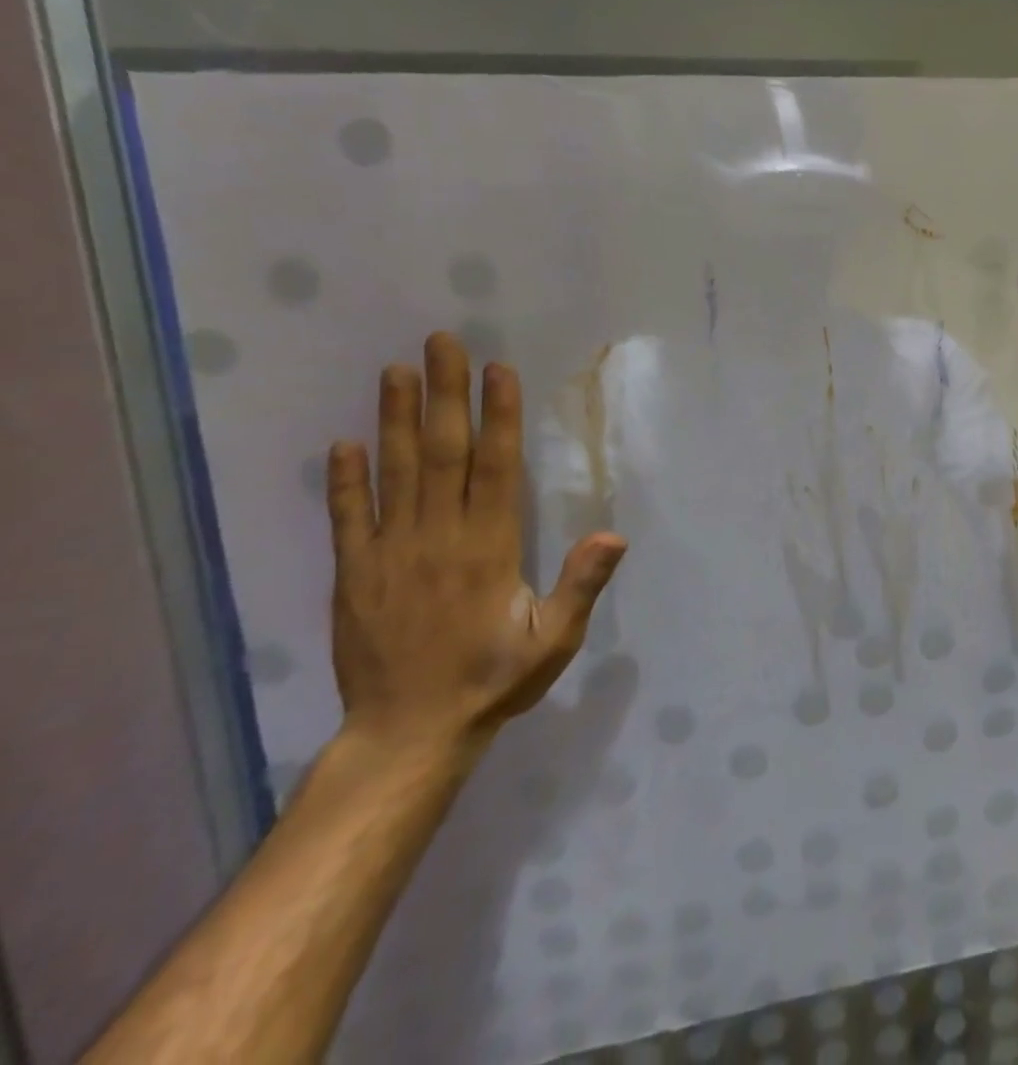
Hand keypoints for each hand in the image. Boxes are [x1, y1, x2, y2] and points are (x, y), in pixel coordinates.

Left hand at [325, 331, 627, 758]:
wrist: (408, 734)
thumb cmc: (494, 679)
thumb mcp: (554, 639)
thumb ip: (581, 585)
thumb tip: (614, 533)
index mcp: (488, 547)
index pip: (495, 466)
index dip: (497, 415)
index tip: (497, 370)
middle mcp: (438, 538)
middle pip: (441, 453)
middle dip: (443, 395)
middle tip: (440, 343)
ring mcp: (390, 553)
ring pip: (393, 473)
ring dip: (393, 419)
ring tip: (394, 371)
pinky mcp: (355, 575)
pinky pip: (347, 518)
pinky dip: (344, 479)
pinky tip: (343, 443)